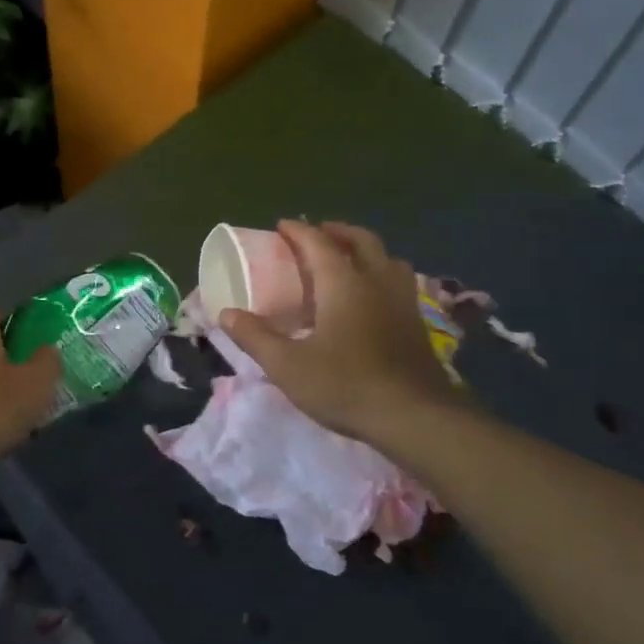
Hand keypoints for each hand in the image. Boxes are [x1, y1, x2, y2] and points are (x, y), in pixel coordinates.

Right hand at [219, 221, 452, 444]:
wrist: (415, 417)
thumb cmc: (345, 385)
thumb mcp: (287, 366)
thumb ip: (255, 337)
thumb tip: (226, 313)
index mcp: (343, 284)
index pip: (318, 243)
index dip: (298, 231)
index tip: (282, 225)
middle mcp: (376, 281)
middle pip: (361, 241)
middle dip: (337, 231)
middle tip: (318, 234)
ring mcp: (403, 301)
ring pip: (388, 259)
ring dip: (366, 251)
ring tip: (349, 260)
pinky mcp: (417, 324)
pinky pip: (400, 282)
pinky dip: (382, 275)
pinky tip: (373, 298)